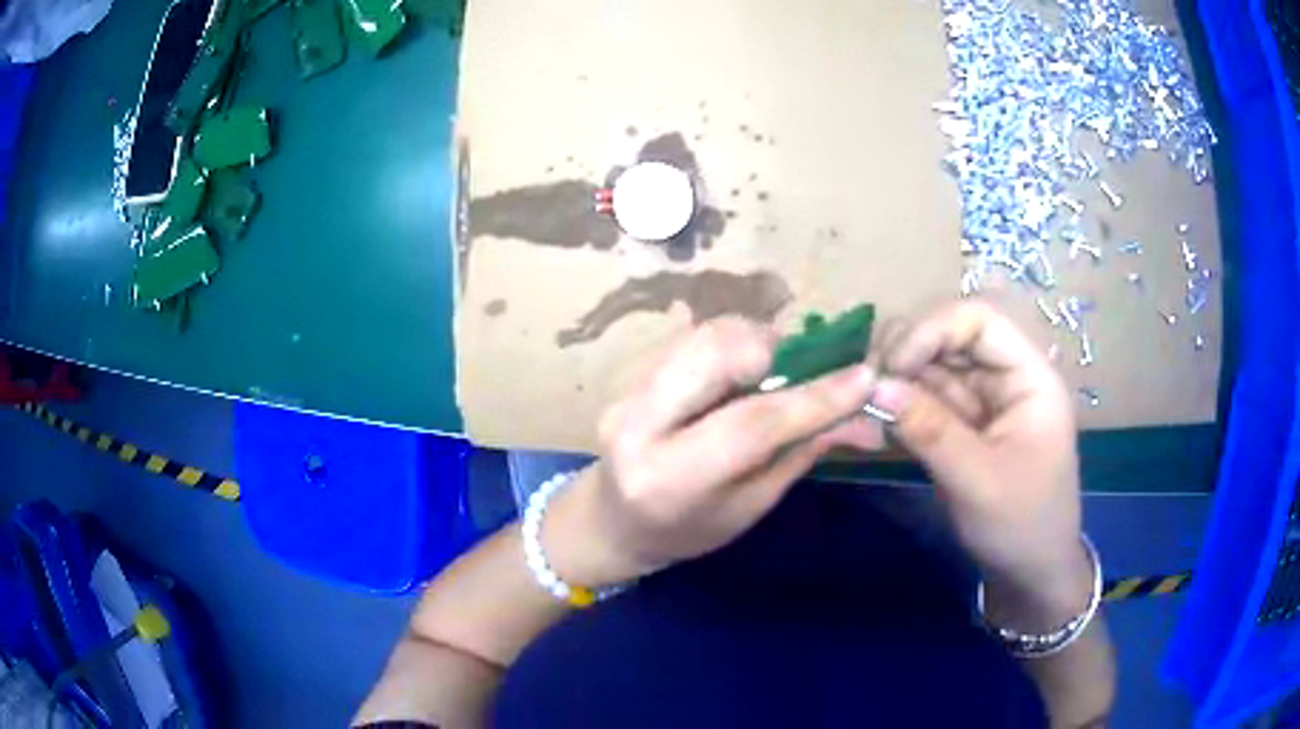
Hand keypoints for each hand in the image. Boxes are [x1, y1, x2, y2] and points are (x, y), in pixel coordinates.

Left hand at [544, 317, 885, 587]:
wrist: (612, 521)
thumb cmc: (687, 530)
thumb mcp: (750, 506)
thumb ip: (802, 453)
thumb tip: (868, 417)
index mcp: (669, 479)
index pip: (750, 425)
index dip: (814, 398)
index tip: (864, 378)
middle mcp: (637, 424)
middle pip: (714, 354)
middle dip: (775, 348)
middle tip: (808, 367)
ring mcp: (626, 392)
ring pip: (703, 335)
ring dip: (756, 341)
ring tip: (778, 370)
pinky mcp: (629, 373)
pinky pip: (693, 338)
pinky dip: (733, 344)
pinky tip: (746, 371)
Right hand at [869, 301, 1088, 625]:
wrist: (1029, 574)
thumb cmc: (1021, 526)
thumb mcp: (978, 481)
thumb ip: (930, 430)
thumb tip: (874, 387)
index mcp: (1030, 377)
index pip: (981, 321)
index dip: (934, 329)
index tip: (893, 365)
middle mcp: (1006, 378)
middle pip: (952, 336)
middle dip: (909, 352)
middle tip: (869, 386)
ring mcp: (983, 402)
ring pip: (934, 367)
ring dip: (898, 379)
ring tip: (866, 404)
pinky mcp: (964, 426)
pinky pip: (928, 400)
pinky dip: (901, 405)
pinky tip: (877, 418)